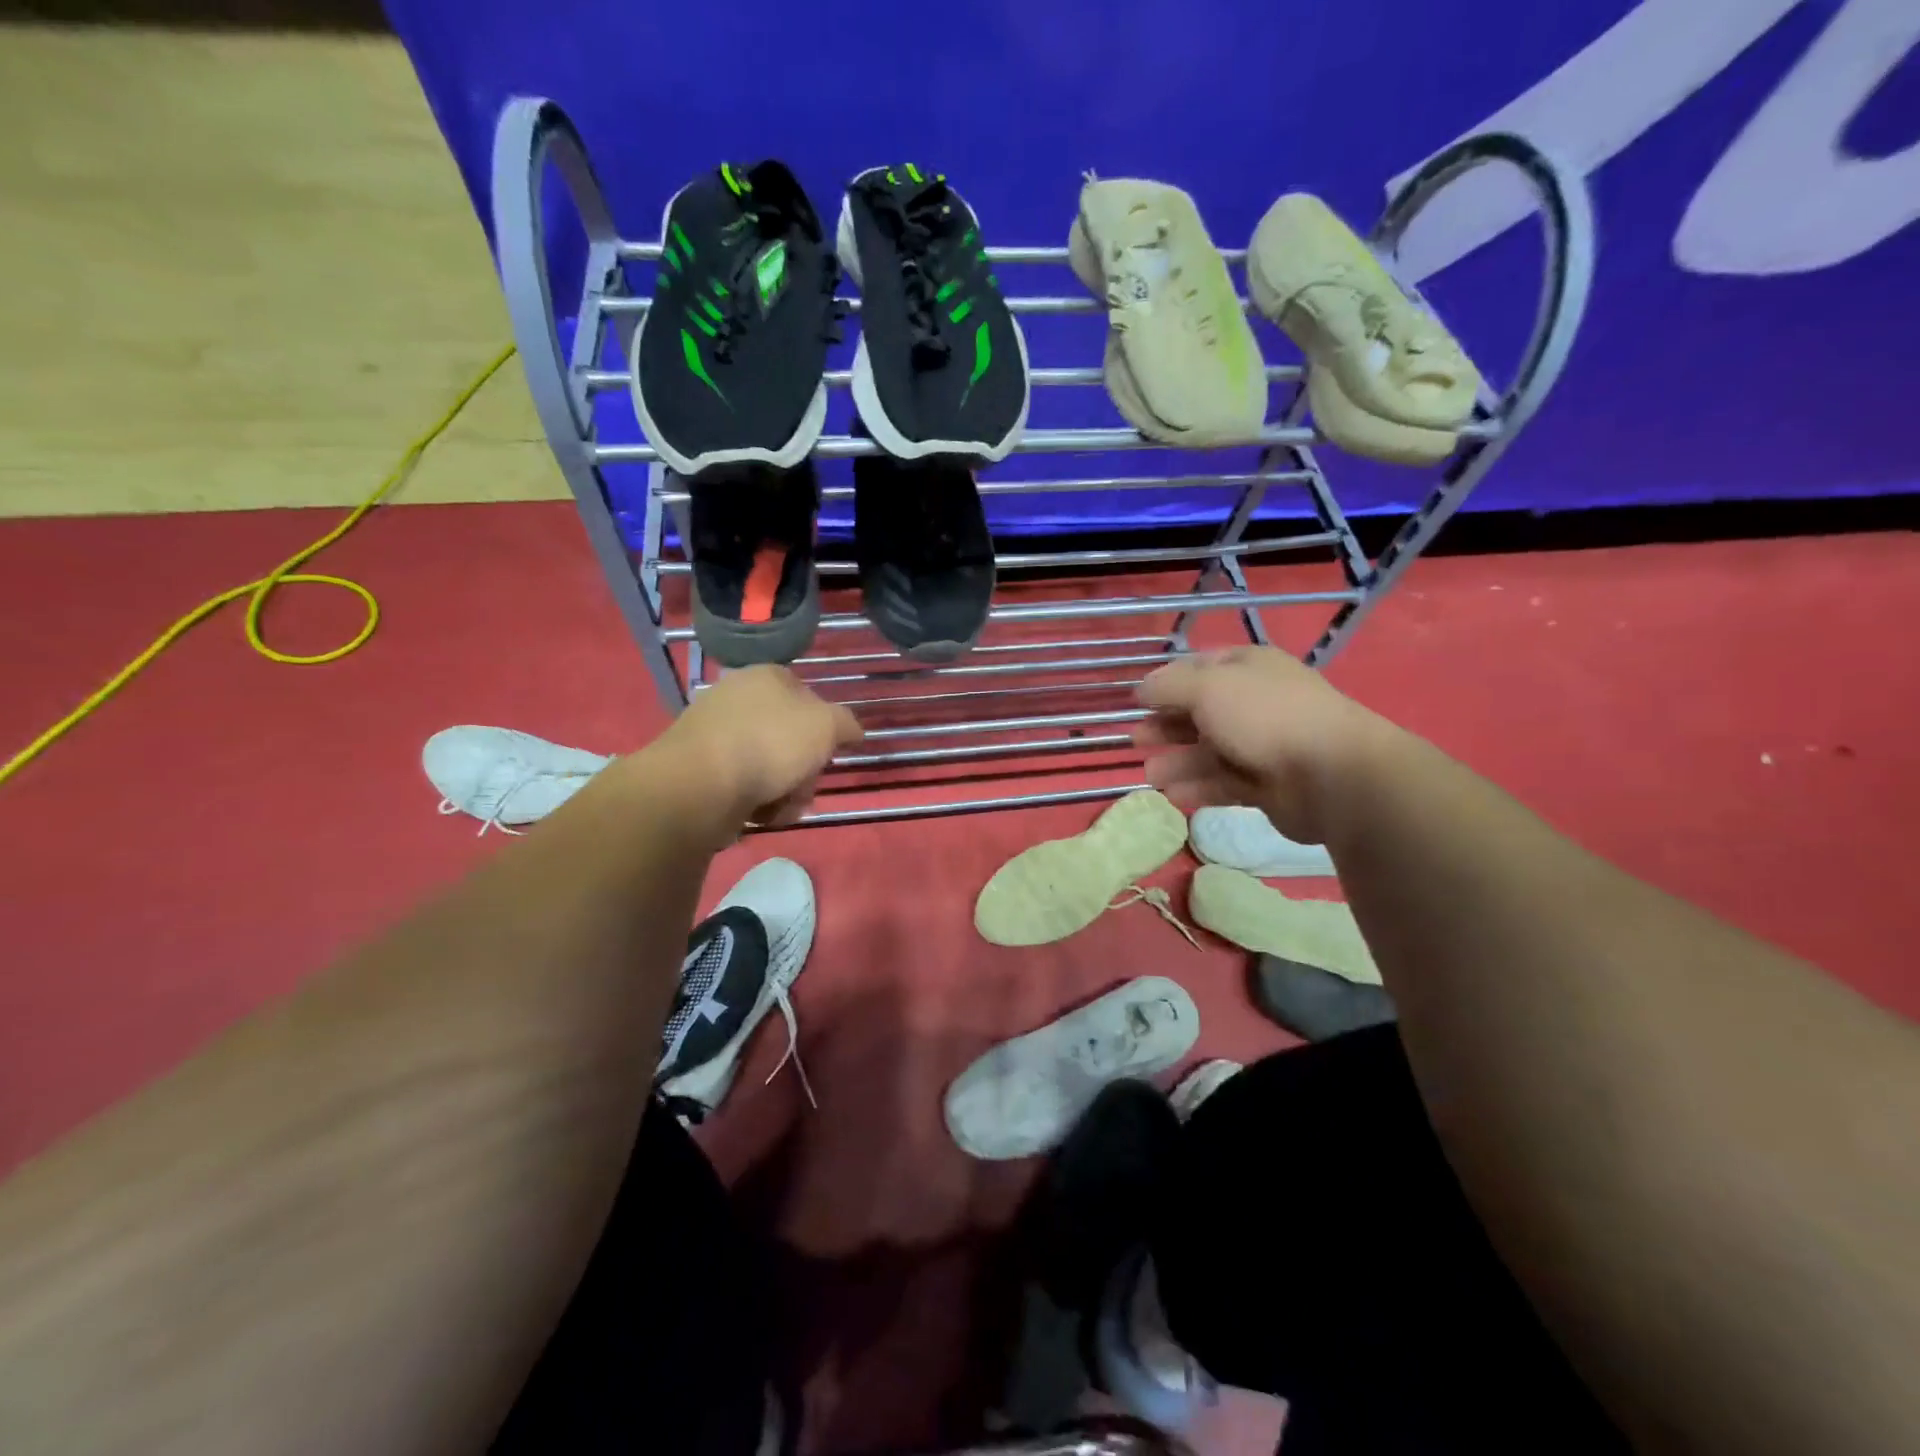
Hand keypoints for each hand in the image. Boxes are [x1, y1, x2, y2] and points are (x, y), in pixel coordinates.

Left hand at [654, 665, 863, 827]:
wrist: (699, 786)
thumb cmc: (770, 744)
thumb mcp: (827, 726)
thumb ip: (846, 724)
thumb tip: (852, 731)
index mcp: (766, 677)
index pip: (808, 696)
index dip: (824, 727)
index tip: (827, 752)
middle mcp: (738, 698)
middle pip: (791, 738)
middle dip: (804, 770)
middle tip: (804, 787)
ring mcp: (716, 734)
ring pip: (770, 766)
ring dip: (785, 792)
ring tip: (780, 807)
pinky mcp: (700, 769)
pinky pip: (743, 786)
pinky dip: (757, 802)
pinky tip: (758, 814)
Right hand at [1134, 647, 1389, 843]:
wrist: (1331, 775)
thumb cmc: (1264, 717)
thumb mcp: (1207, 687)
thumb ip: (1168, 686)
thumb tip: (1140, 689)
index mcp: (1248, 669)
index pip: (1199, 669)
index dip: (1166, 684)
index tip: (1137, 702)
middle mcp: (1255, 702)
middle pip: (1200, 712)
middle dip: (1167, 726)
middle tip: (1136, 741)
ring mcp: (1262, 745)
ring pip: (1209, 752)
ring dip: (1177, 762)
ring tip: (1151, 775)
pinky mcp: (1266, 785)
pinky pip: (1224, 783)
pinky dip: (1198, 788)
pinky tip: (1173, 795)